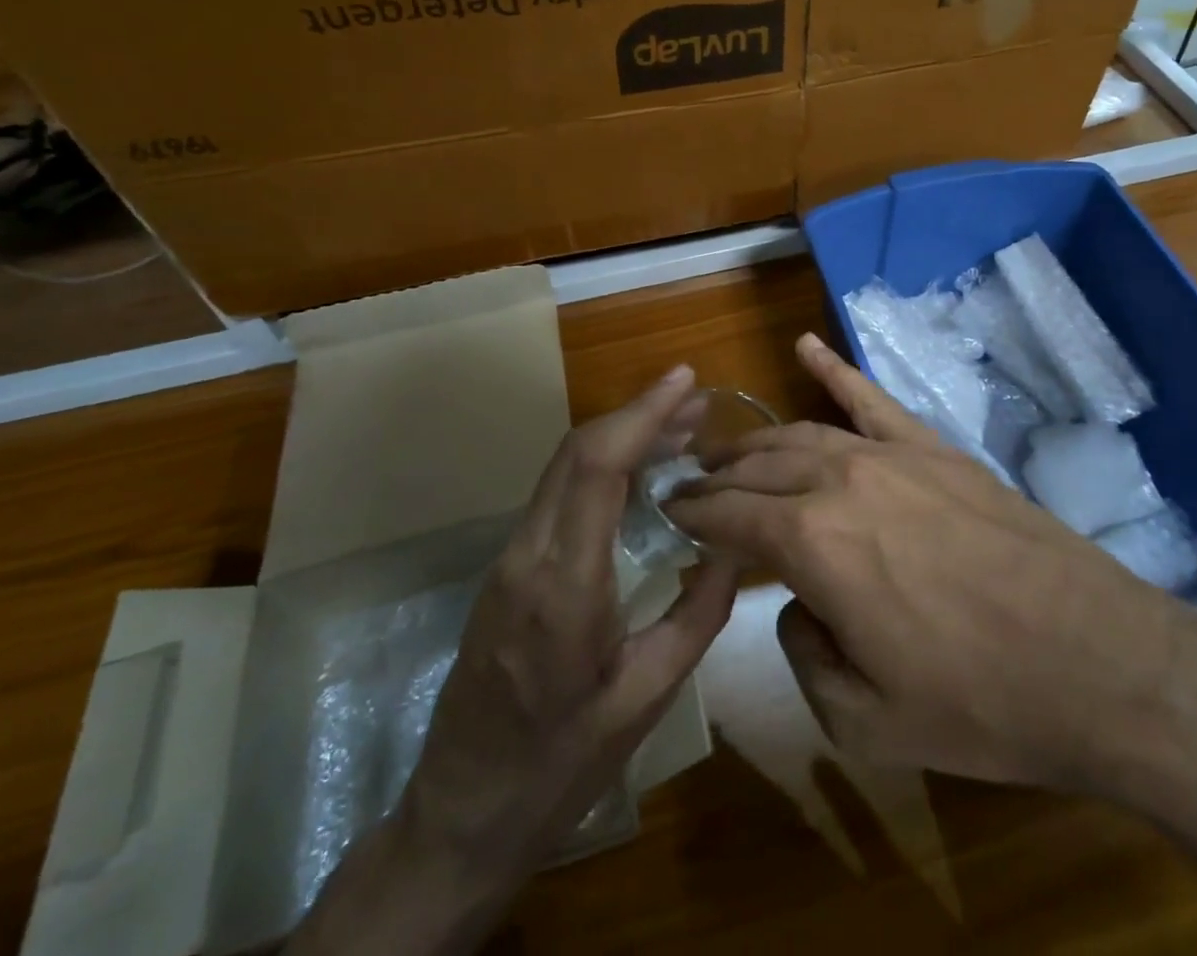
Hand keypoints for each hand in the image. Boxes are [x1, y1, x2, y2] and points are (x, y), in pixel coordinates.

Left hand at [404, 362, 736, 876]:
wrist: (462, 816)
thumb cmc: (561, 766)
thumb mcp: (646, 697)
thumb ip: (698, 615)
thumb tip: (735, 545)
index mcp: (565, 586)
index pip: (598, 467)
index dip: (642, 413)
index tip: (685, 381)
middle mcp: (528, 556)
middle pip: (578, 452)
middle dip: (639, 414)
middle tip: (696, 404)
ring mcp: (510, 559)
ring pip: (565, 467)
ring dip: (622, 437)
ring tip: (680, 431)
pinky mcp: (508, 568)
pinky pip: (558, 495)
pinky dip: (602, 467)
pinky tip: (640, 476)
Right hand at [668, 334, 1196, 798]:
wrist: (1095, 663)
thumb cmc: (977, 703)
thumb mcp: (864, 719)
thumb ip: (804, 653)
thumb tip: (798, 605)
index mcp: (812, 543)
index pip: (729, 518)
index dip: (693, 517)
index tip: (668, 514)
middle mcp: (840, 480)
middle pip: (759, 468)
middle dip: (718, 478)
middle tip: (691, 486)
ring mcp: (891, 454)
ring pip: (803, 433)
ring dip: (759, 440)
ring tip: (731, 450)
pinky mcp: (935, 448)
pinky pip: (872, 398)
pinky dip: (834, 368)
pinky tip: (804, 346)